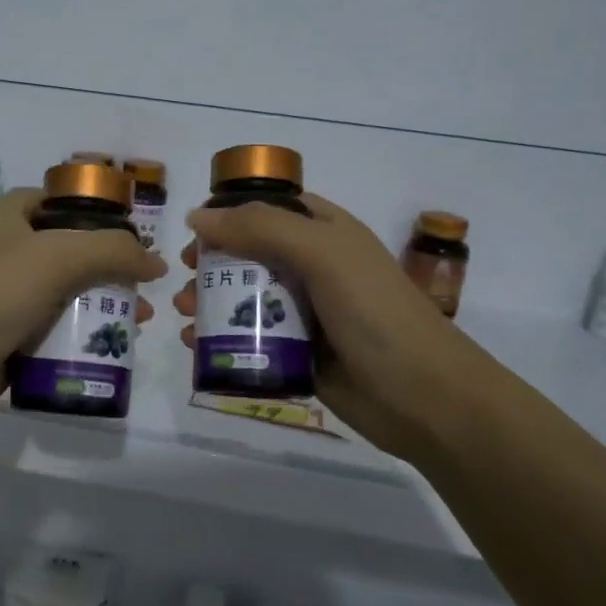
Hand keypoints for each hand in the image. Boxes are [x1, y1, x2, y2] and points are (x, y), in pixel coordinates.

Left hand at [0, 189, 164, 451]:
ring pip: (68, 294)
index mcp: (12, 216)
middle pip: (74, 251)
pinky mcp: (9, 340)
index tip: (138, 240)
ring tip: (139, 325)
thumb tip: (156, 263)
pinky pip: (55, 332)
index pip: (66, 202)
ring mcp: (8, 297)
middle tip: (146, 292)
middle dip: (113, 269)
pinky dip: (81, 338)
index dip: (103, 215)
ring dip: (104, 307)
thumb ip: (114, 251)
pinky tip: (109, 351)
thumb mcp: (59, 257)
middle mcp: (10, 251)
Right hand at [171, 194, 493, 457]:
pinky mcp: (299, 355)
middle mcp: (314, 267)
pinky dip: (221, 339)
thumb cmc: (374, 312)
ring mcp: (306, 313)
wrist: (423, 396)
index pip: (269, 209)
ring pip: (246, 298)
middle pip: (250, 254)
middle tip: (183, 276)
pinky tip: (196, 346)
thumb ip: (261, 228)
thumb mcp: (322, 254)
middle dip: (211, 263)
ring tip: (182, 313)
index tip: (194, 231)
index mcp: (325, 232)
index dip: (229, 214)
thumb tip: (197, 217)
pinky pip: (251, 340)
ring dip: (210, 302)